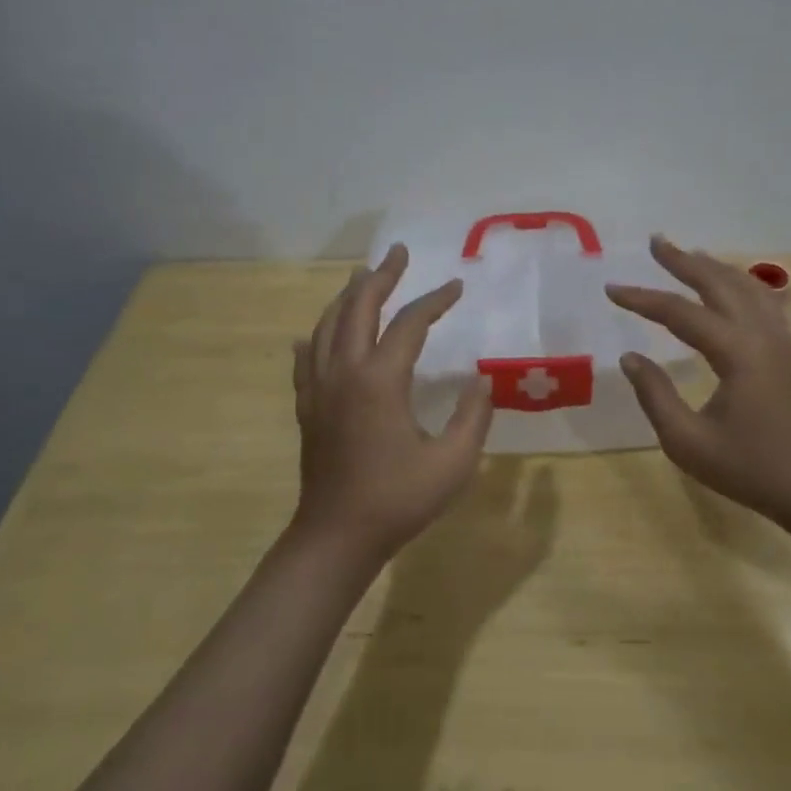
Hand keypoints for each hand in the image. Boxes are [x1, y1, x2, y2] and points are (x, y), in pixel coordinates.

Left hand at [292, 243, 494, 562]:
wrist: (336, 537)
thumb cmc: (397, 500)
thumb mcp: (453, 462)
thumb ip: (473, 417)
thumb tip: (482, 383)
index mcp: (381, 380)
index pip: (410, 323)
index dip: (435, 300)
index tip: (456, 285)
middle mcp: (345, 371)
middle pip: (358, 307)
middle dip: (381, 276)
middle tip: (398, 254)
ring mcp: (319, 388)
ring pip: (327, 325)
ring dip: (347, 297)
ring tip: (363, 279)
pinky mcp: (307, 406)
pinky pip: (307, 358)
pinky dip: (316, 337)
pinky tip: (315, 335)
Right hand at [605, 236, 790, 524]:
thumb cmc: (750, 469)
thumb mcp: (687, 442)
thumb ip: (655, 395)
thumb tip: (630, 357)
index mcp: (736, 353)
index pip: (681, 313)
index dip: (643, 299)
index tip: (611, 289)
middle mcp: (760, 335)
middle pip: (719, 284)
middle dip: (684, 261)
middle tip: (656, 242)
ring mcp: (780, 341)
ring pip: (747, 287)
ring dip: (714, 267)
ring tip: (688, 254)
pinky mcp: (788, 352)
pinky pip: (764, 302)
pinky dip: (742, 283)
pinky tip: (735, 284)